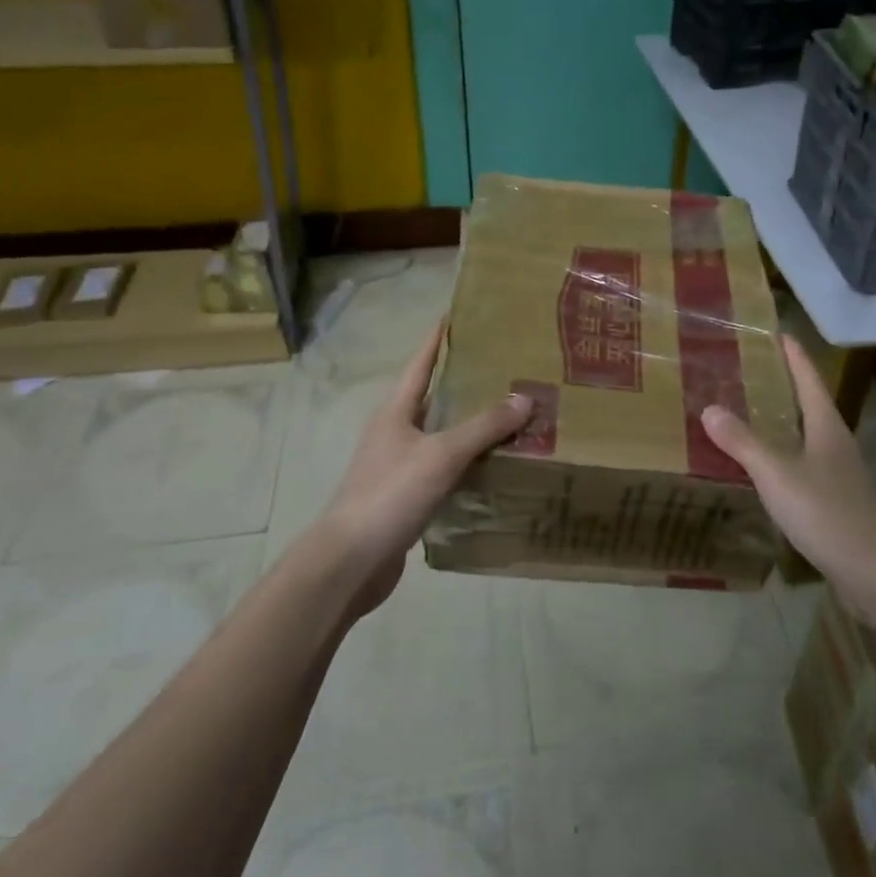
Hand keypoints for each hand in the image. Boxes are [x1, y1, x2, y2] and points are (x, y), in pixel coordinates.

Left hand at [310, 323, 532, 611]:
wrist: (351, 562)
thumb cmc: (391, 494)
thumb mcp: (441, 454)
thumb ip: (483, 427)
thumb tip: (525, 398)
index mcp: (395, 412)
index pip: (420, 364)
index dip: (438, 339)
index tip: (458, 315)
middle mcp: (394, 432)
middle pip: (432, 398)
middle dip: (465, 382)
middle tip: (505, 368)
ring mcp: (398, 466)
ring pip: (440, 435)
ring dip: (470, 426)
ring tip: (510, 414)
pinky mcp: (406, 497)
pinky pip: (443, 468)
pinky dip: (466, 462)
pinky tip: (493, 466)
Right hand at [701, 336, 875, 611]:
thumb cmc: (828, 513)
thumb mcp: (778, 474)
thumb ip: (743, 442)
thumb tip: (709, 408)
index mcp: (827, 426)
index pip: (808, 378)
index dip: (793, 354)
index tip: (775, 332)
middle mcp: (836, 443)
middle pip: (808, 404)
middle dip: (781, 386)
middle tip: (744, 372)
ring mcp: (839, 475)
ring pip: (805, 437)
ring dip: (780, 424)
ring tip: (745, 415)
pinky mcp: (835, 503)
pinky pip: (802, 468)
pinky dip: (780, 458)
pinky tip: (761, 470)